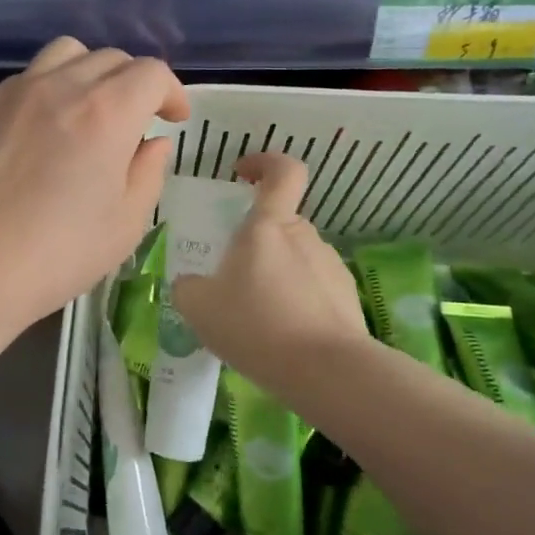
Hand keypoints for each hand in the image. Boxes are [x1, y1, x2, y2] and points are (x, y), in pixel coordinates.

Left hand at [0, 38, 189, 330]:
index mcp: (107, 111)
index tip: (173, 119)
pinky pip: (28, 78)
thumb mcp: (125, 223)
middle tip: (137, 121)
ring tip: (90, 110)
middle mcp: (62, 86)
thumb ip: (148, 172)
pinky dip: (51, 88)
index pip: (151, 73)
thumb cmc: (58, 253)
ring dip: (90, 73)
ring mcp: (17, 92)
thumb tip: (152, 143)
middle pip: (111, 58)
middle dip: (135, 83)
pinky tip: (44, 129)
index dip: (171, 92)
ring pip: (66, 54)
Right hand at [172, 152, 367, 388]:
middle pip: (279, 223)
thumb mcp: (198, 307)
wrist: (326, 372)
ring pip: (296, 258)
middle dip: (256, 242)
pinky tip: (282, 336)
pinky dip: (297, 302)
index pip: (282, 171)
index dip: (264, 162)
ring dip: (276, 275)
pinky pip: (313, 288)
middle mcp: (304, 235)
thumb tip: (191, 283)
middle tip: (232, 277)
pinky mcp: (347, 297)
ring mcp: (330, 265)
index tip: (243, 174)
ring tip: (257, 317)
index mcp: (268, 225)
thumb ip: (188, 287)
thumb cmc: (256, 325)